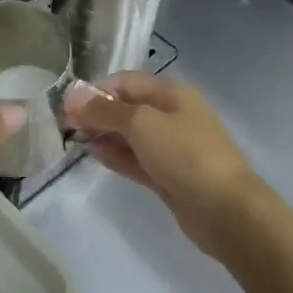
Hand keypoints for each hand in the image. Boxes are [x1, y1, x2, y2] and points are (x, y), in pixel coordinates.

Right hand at [64, 73, 264, 260]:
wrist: (225, 210)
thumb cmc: (185, 154)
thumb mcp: (141, 124)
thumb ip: (106, 111)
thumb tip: (74, 97)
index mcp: (172, 94)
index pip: (127, 82)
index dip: (96, 90)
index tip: (67, 105)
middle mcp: (173, 116)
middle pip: (128, 107)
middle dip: (97, 113)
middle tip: (66, 125)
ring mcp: (172, 148)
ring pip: (131, 135)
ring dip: (104, 134)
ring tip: (75, 139)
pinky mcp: (169, 176)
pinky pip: (137, 159)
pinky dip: (116, 155)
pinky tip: (94, 154)